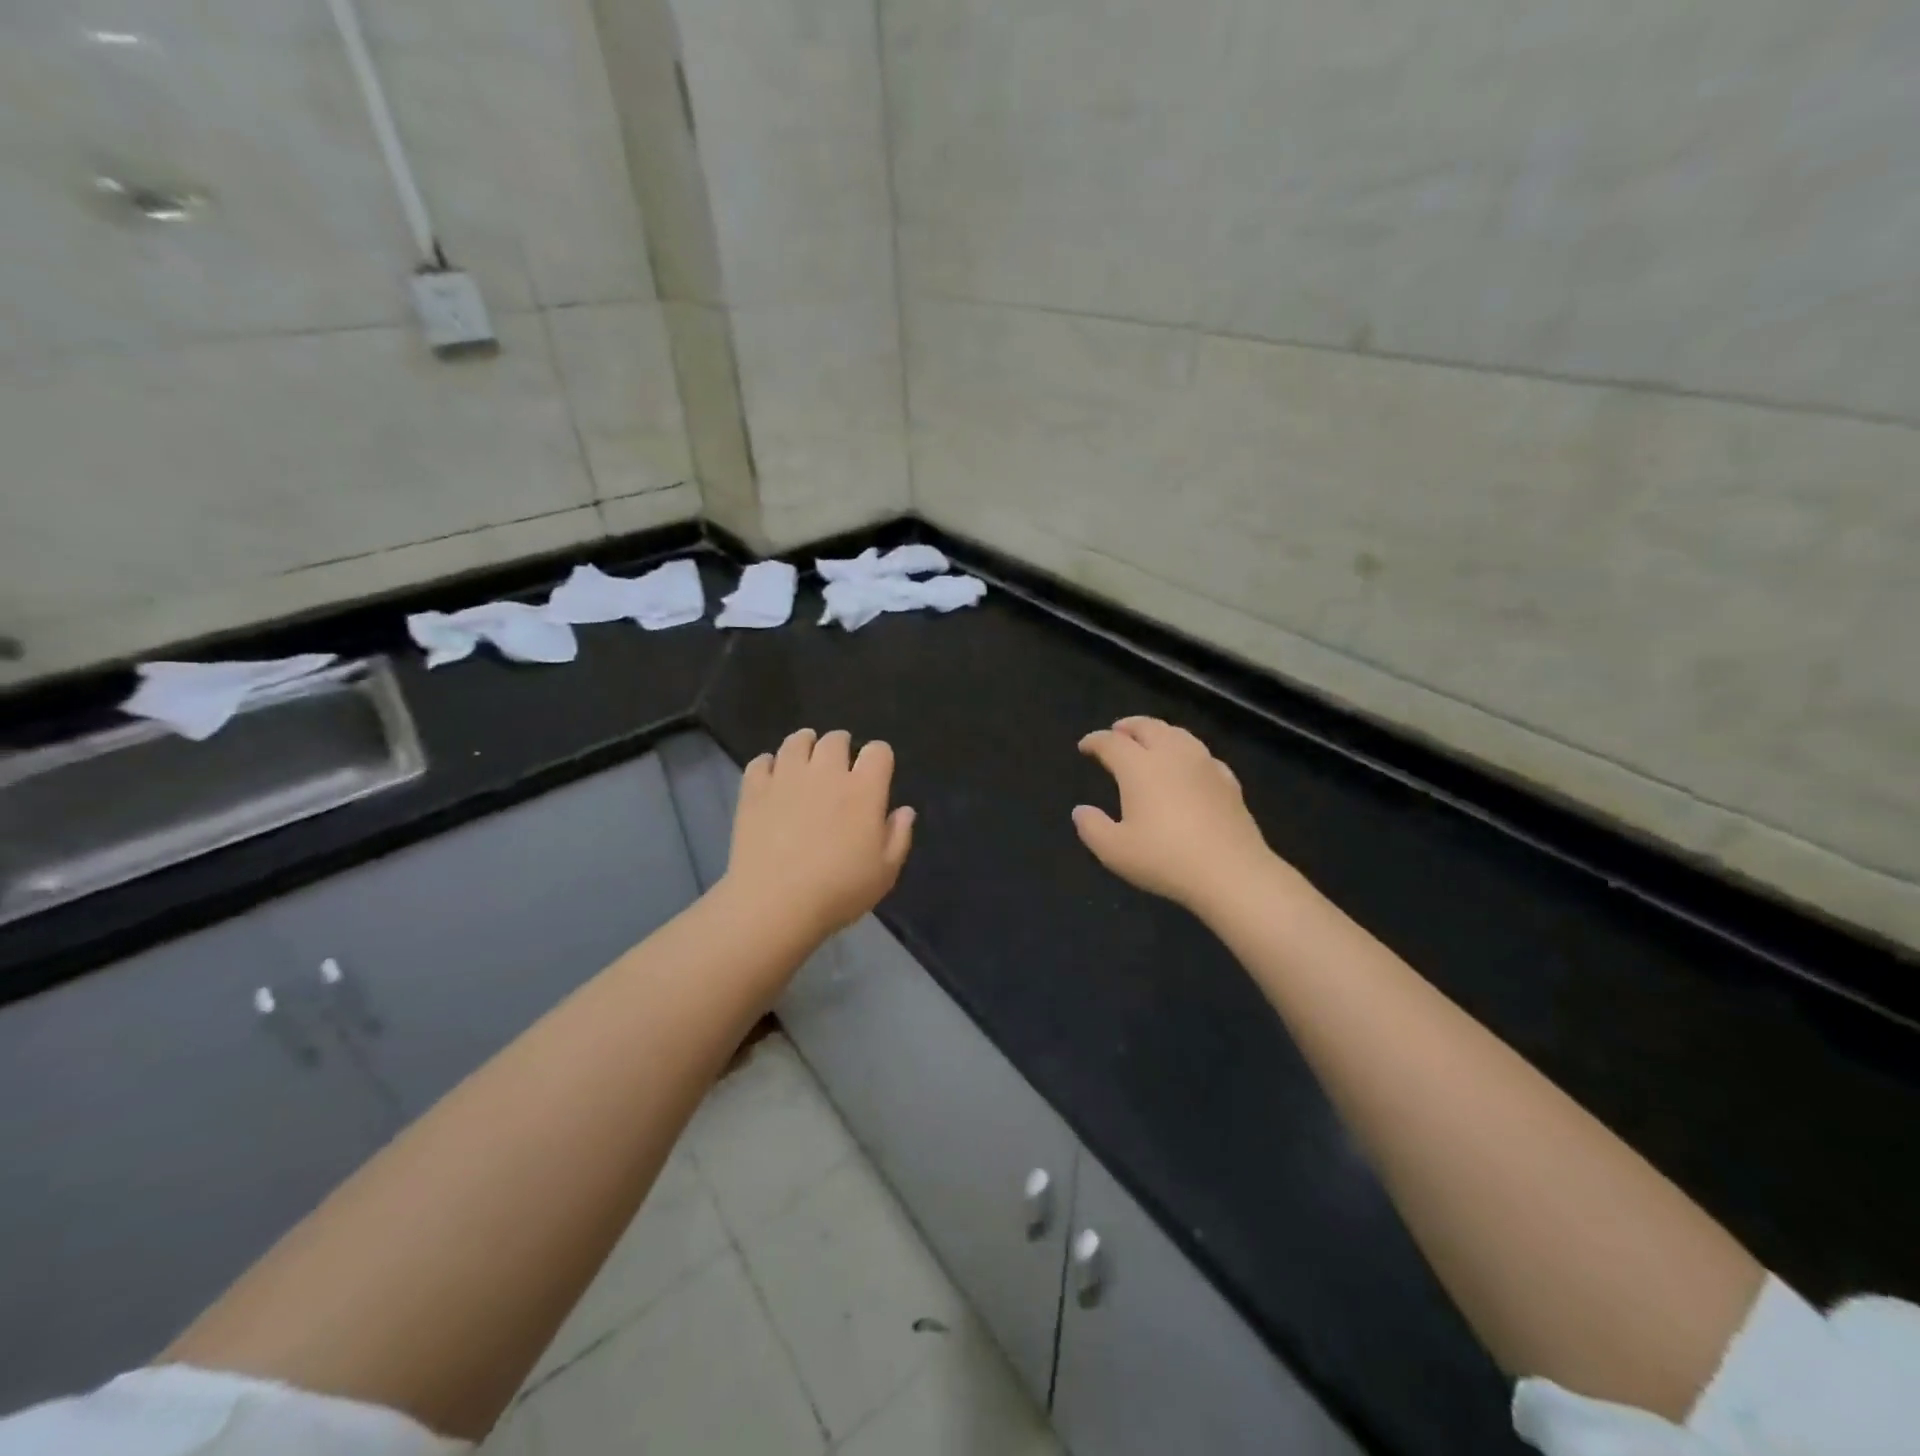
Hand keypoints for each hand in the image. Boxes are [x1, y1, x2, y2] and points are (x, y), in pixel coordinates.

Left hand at [723, 728, 915, 940]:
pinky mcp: (754, 790)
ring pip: (797, 741)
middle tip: (839, 767)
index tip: (876, 773)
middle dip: (841, 747)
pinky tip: (772, 778)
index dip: (879, 757)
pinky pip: (761, 761)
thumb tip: (904, 810)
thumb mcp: (885, 873)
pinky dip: (769, 764)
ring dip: (805, 745)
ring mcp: (787, 777)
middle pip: (836, 739)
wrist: (774, 904)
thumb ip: (898, 836)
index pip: (878, 751)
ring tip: (805, 760)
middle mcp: (826, 772)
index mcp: (864, 789)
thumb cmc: (838, 891)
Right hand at [1073, 717, 1288, 915]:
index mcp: (1139, 767)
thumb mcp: (1114, 851)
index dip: (1095, 741)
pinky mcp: (1228, 781)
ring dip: (1158, 732)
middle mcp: (1172, 755)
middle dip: (1128, 726)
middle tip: (1116, 732)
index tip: (1084, 746)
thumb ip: (1092, 827)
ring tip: (1150, 741)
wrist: (1231, 872)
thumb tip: (1080, 811)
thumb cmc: (1165, 859)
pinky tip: (1188, 766)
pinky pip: (1202, 755)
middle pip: (1147, 727)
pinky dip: (1186, 752)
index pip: (1111, 743)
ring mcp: (1204, 765)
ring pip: (1178, 734)